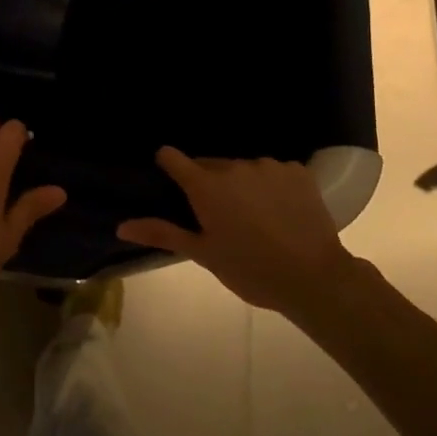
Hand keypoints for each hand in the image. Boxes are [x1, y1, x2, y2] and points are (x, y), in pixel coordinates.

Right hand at [116, 147, 353, 311]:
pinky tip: (280, 211)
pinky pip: (273, 171)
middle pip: (210, 165)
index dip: (168, 165)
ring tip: (254, 216)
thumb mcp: (203, 254)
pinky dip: (271, 186)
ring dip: (241, 184)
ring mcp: (268, 165)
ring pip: (243, 169)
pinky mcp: (297, 170)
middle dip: (208, 184)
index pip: (173, 157)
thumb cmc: (251, 270)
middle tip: (218, 216)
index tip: (171, 181)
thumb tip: (122, 225)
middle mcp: (234, 166)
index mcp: (206, 185)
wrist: (314, 278)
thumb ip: (162, 233)